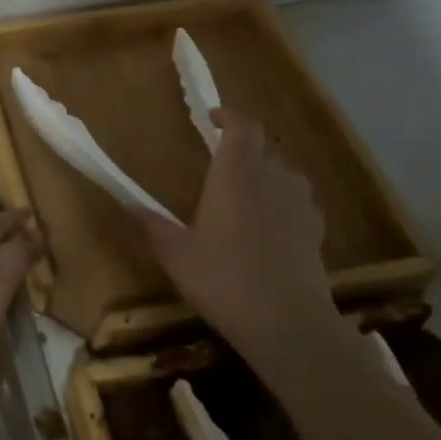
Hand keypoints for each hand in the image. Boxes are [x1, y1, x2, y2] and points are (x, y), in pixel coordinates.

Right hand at [137, 109, 340, 359]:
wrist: (287, 322)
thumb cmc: (223, 279)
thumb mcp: (175, 254)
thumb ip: (150, 224)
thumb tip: (125, 203)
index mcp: (235, 174)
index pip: (242, 127)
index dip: (229, 116)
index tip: (213, 118)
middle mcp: (271, 178)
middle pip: (264, 143)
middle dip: (244, 142)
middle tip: (222, 154)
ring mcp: (299, 202)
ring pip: (285, 169)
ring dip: (266, 168)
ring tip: (246, 186)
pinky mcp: (315, 228)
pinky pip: (299, 197)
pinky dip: (284, 196)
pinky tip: (272, 219)